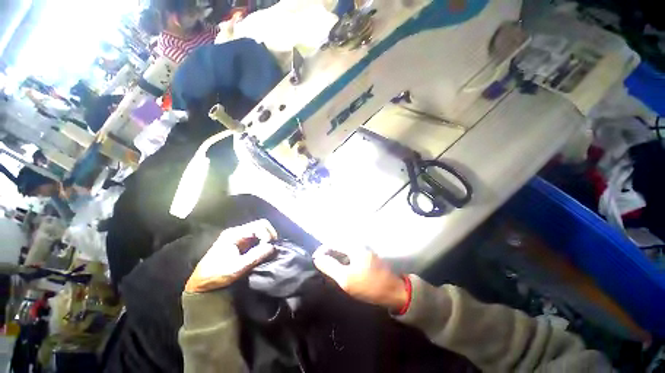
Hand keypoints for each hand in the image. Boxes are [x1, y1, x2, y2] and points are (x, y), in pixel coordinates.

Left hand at [185, 219, 276, 292]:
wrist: (201, 284)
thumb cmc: (217, 275)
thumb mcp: (237, 267)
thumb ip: (255, 256)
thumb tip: (272, 247)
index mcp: (234, 234)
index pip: (258, 225)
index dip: (267, 234)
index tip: (269, 247)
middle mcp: (237, 232)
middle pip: (260, 225)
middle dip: (269, 234)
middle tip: (273, 247)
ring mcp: (238, 237)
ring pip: (259, 231)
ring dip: (266, 239)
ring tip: (269, 250)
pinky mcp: (240, 243)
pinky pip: (256, 238)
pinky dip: (262, 243)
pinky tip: (264, 251)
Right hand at [313, 246, 407, 311]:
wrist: (393, 292)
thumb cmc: (369, 285)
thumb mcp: (346, 279)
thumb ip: (330, 266)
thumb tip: (317, 258)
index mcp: (353, 246)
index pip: (332, 243)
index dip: (322, 251)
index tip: (315, 261)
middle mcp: (358, 245)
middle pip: (338, 246)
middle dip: (328, 255)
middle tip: (321, 267)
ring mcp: (364, 251)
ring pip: (344, 252)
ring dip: (335, 259)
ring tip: (329, 271)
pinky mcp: (367, 258)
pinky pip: (350, 257)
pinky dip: (343, 262)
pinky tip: (341, 272)